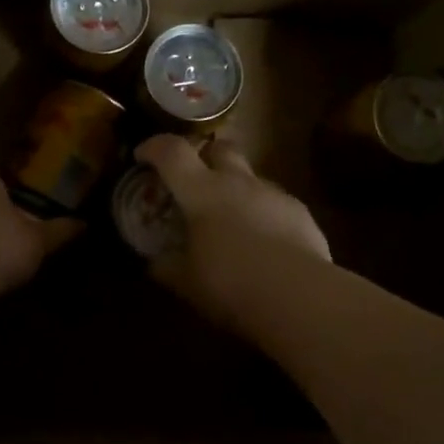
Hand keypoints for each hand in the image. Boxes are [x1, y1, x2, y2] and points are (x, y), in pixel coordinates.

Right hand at [135, 135, 329, 319]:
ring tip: (231, 220)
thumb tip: (155, 262)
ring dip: (236, 188)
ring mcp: (273, 194)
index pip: (172, 152)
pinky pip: (275, 202)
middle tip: (194, 180)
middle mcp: (238, 182)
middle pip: (219, 148)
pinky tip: (264, 243)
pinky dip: (263, 213)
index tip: (142, 156)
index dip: (153, 147)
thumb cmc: (230, 284)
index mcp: (201, 192)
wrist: (298, 296)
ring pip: (250, 176)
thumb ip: (166, 266)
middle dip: (204, 156)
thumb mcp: (186, 282)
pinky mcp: (300, 212)